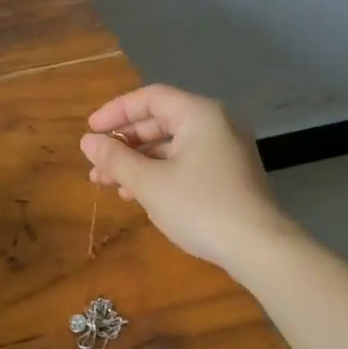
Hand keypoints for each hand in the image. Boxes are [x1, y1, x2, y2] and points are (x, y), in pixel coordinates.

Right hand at [80, 85, 295, 271]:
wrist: (260, 249)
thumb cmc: (200, 206)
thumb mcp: (149, 183)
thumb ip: (116, 159)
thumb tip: (87, 142)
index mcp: (199, 114)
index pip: (150, 98)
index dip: (116, 112)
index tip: (91, 131)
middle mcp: (215, 124)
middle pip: (160, 121)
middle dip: (124, 143)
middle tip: (96, 162)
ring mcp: (225, 150)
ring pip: (171, 146)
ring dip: (137, 162)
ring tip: (106, 183)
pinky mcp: (228, 175)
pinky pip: (185, 162)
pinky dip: (159, 173)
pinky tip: (136, 195)